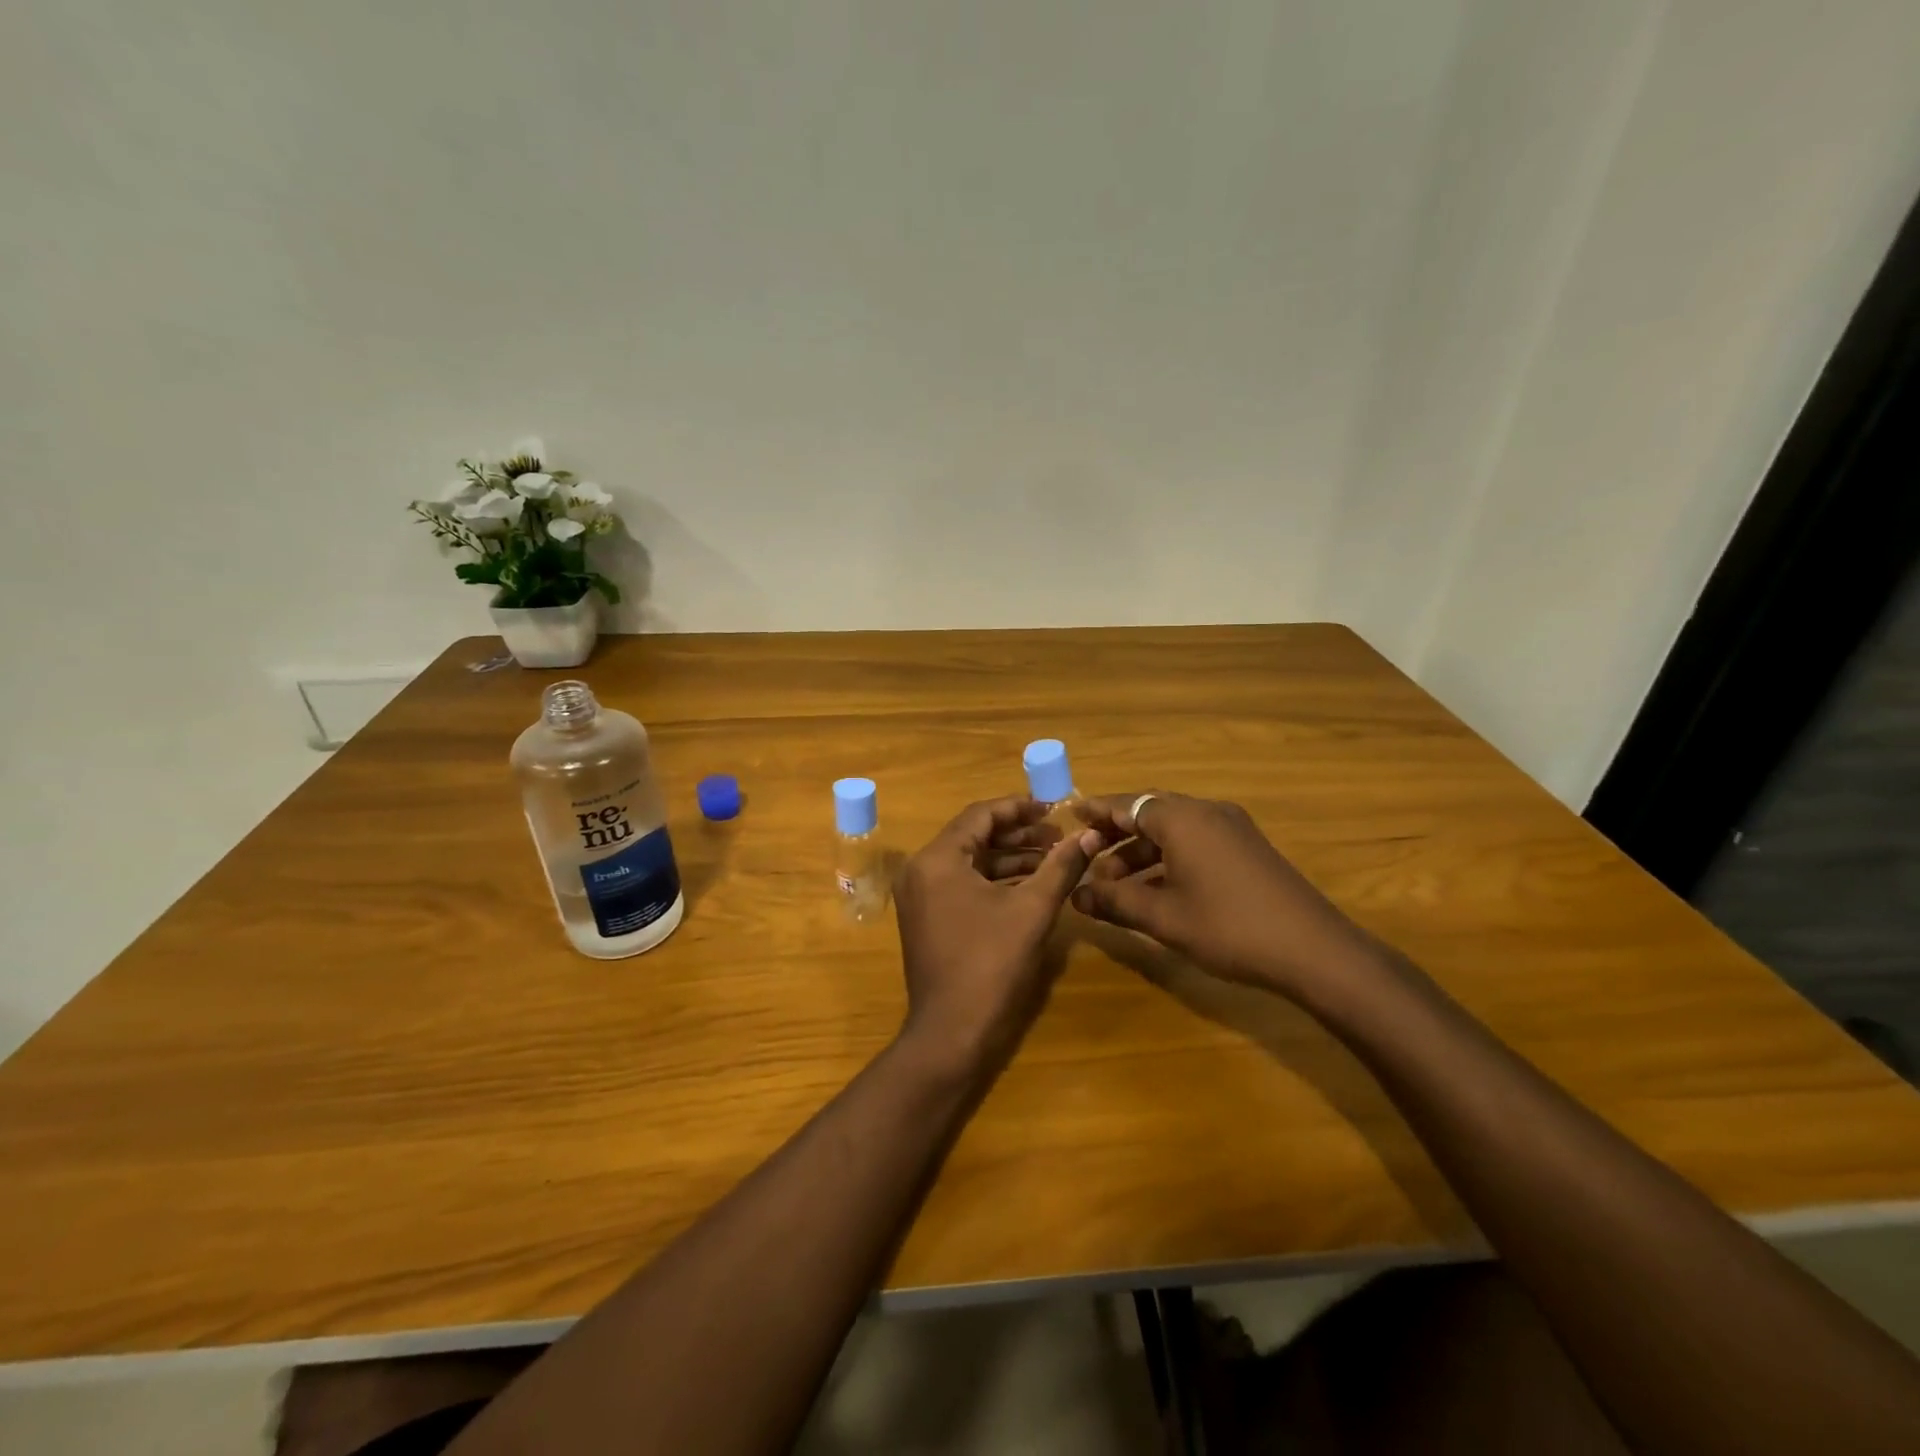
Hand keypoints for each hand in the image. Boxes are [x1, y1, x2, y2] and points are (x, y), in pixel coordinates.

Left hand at [894, 797, 1098, 1076]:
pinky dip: (995, 881)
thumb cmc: (991, 964)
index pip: (980, 815)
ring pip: (970, 862)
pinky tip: (1031, 884)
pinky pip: (963, 884)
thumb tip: (1090, 835)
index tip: (1055, 808)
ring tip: (1054, 857)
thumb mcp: (1032, 910)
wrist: (952, 1034)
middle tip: (1059, 835)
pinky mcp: (928, 918)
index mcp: (937, 859)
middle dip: (1018, 834)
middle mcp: (921, 870)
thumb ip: (1061, 866)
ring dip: (1010, 857)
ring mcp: (921, 896)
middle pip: (974, 836)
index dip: (1020, 808)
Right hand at [1071, 792, 1377, 999]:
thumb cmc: (1228, 927)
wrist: (1313, 950)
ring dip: (1142, 852)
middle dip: (1116, 835)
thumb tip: (1075, 895)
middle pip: (1149, 813)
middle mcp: (1206, 812)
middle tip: (1087, 855)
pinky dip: (1168, 858)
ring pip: (1173, 830)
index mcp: (1182, 818)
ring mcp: (1232, 829)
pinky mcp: (1247, 848)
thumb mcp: (1163, 917)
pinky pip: (1195, 841)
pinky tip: (1155, 889)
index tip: (1069, 816)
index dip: (1096, 812)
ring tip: (1115, 884)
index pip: (1126, 804)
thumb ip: (1114, 902)